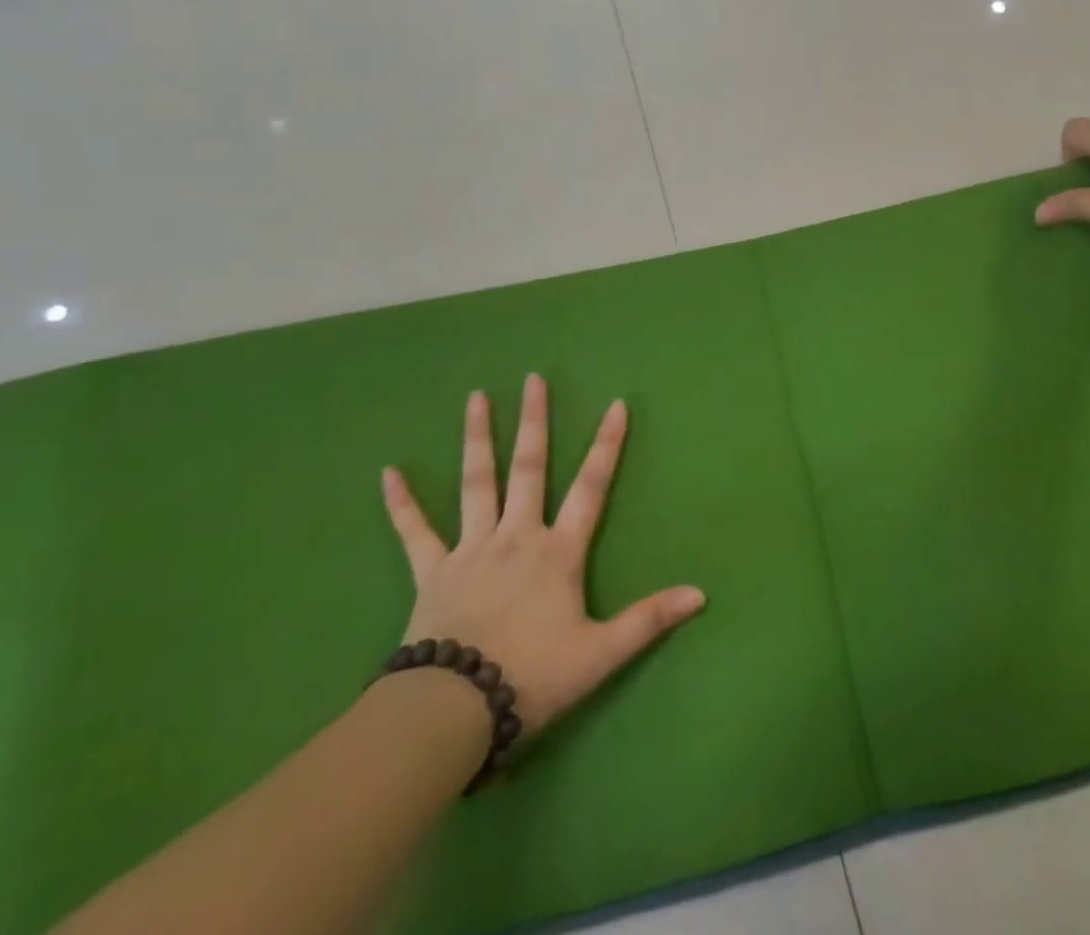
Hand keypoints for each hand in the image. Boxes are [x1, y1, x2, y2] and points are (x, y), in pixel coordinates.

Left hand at [380, 373, 704, 736]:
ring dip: (478, 438)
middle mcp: (516, 536)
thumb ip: (649, 620)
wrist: (453, 710)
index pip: (590, 487)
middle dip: (534, 421)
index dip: (606, 446)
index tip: (616, 405)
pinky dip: (401, 503)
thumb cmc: (532, 677)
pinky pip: (414, 532)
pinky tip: (388, 473)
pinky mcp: (432, 572)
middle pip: (529, 468)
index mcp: (557, 552)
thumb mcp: (600, 654)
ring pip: (476, 482)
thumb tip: (701, 594)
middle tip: (533, 379)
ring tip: (476, 397)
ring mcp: (471, 549)